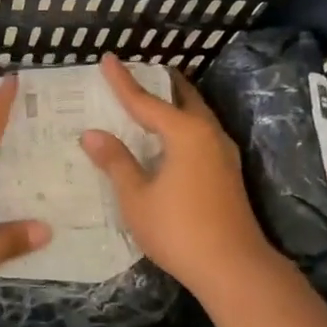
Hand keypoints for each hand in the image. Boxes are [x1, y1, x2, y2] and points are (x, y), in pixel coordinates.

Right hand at [81, 54, 276, 297]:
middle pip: (182, 98)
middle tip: (138, 74)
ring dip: (175, 104)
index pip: (146, 100)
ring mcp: (223, 153)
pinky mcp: (228, 173)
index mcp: (185, 133)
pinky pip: (201, 133)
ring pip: (196, 115)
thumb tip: (92, 134)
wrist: (234, 268)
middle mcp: (208, 134)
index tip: (107, 59)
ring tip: (153, 100)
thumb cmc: (179, 230)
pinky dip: (182, 125)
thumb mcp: (137, 197)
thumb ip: (116, 162)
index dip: (123, 82)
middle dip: (160, 84)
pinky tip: (171, 139)